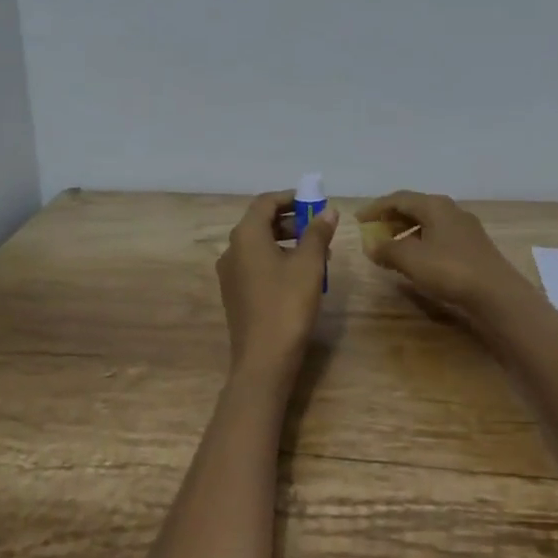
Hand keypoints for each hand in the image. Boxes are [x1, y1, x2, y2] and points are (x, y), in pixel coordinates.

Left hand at [216, 190, 338, 377]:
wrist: (263, 360)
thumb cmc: (287, 305)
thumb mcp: (309, 265)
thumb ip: (318, 233)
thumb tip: (327, 211)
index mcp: (246, 236)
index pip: (265, 202)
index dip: (290, 198)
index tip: (314, 202)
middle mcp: (231, 250)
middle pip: (261, 223)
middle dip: (291, 221)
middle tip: (319, 229)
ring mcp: (230, 274)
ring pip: (259, 246)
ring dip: (287, 242)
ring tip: (317, 255)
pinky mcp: (235, 294)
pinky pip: (256, 265)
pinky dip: (277, 260)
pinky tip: (300, 277)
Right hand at [357, 191, 528, 317]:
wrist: (497, 295)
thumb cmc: (450, 270)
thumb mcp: (411, 259)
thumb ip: (387, 249)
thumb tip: (371, 245)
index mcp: (435, 206)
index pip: (398, 198)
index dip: (376, 208)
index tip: (358, 220)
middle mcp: (451, 211)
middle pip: (415, 208)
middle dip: (391, 219)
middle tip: (373, 233)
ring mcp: (465, 229)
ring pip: (428, 224)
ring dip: (406, 233)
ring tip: (391, 249)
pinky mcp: (473, 248)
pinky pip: (439, 238)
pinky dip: (421, 244)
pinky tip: (417, 261)